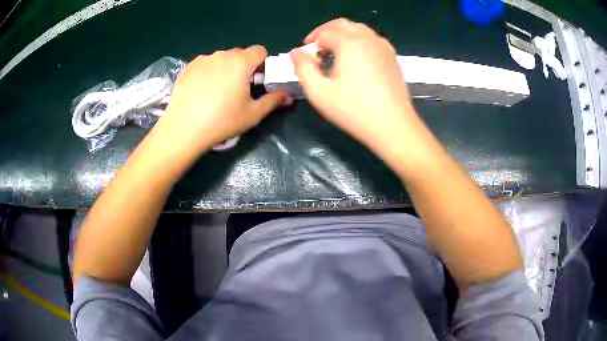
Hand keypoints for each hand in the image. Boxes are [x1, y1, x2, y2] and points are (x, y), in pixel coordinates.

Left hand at [156, 45, 290, 154]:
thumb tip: (288, 97)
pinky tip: (201, 92)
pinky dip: (207, 72)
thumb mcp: (252, 114)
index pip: (260, 50)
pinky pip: (204, 64)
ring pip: (221, 59)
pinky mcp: (188, 67)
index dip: (262, 63)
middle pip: (240, 54)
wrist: (183, 129)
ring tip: (216, 92)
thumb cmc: (222, 121)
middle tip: (238, 89)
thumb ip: (273, 101)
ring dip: (225, 69)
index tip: (257, 80)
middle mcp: (222, 55)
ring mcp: (203, 59)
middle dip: (243, 67)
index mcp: (241, 62)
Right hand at [290, 19, 415, 158]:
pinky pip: (372, 40)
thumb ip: (303, 68)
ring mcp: (384, 47)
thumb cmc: (353, 110)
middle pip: (343, 24)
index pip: (325, 32)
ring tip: (334, 53)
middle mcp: (368, 39)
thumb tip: (296, 52)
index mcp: (350, 43)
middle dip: (326, 32)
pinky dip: (359, 41)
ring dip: (343, 35)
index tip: (306, 57)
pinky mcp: (393, 58)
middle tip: (317, 48)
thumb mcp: (319, 92)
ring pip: (359, 30)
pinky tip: (356, 59)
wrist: (393, 126)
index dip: (311, 42)